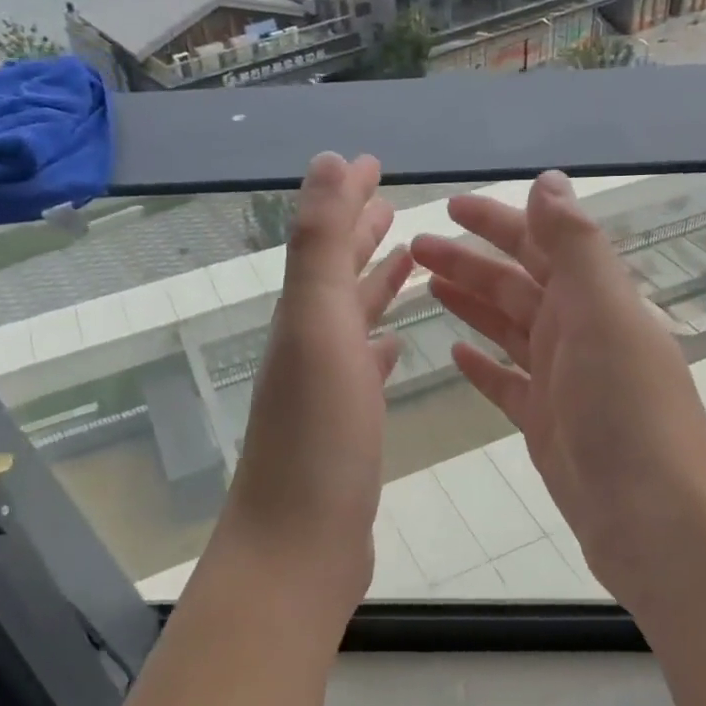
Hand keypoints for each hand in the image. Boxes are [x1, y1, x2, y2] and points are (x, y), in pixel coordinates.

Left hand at [209, 153, 412, 630]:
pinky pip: (364, 371)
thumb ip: (322, 242)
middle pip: (337, 276)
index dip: (348, 197)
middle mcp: (309, 344)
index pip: (327, 238)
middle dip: (362, 236)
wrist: (299, 545)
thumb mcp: (318, 324)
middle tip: (393, 205)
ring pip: (352, 321)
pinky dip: (378, 347)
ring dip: (374, 286)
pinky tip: (395, 345)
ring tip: (406, 263)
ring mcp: (326, 389)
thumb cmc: (318, 434)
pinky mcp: (346, 428)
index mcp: (303, 315)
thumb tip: (329, 160)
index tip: (375, 162)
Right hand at [411, 171, 705, 620]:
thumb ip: (576, 248)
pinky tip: (456, 353)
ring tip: (425, 286)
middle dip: (469, 260)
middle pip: (516, 284)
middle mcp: (580, 333)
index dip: (498, 221)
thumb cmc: (630, 414)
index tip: (450, 205)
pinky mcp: (546, 424)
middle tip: (415, 249)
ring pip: (508, 328)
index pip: (541, 244)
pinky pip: (507, 382)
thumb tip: (549, 181)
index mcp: (596, 301)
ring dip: (470, 303)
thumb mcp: (605, 317)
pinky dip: (483, 364)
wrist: (658, 522)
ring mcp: (562, 381)